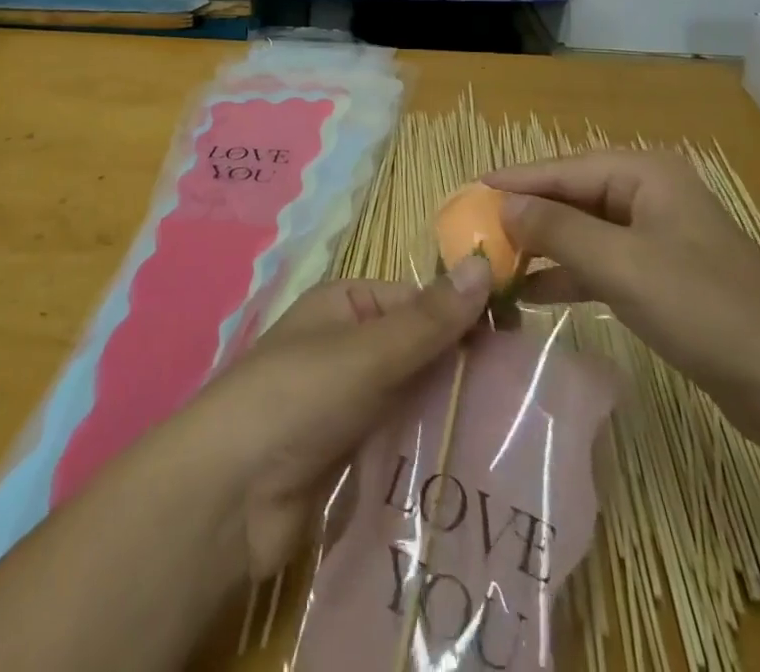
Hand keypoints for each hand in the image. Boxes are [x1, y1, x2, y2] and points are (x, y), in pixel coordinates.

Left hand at [192, 264, 492, 578]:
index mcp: (347, 305)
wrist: (229, 497)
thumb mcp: (367, 351)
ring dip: (454, 412)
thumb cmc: (297, 397)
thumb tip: (486, 262)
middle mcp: (350, 346)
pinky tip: (479, 466)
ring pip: (417, 398)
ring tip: (520, 434)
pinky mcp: (353, 455)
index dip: (467, 317)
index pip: (420, 301)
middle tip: (531, 396)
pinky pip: (404, 441)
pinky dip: (434, 448)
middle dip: (465, 370)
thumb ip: (430, 318)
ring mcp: (351, 403)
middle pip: (421, 350)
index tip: (523, 343)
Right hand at [486, 151, 759, 453]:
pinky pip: (602, 264)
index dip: (514, 182)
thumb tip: (502, 206)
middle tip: (473, 231)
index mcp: (644, 174)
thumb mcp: (622, 265)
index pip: (562, 170)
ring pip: (584, 232)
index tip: (467, 193)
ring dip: (543, 247)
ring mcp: (657, 237)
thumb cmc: (705, 310)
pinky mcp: (662, 278)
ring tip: (494, 262)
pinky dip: (569, 275)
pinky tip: (532, 293)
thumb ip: (557, 230)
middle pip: (571, 197)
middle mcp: (649, 194)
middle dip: (525, 216)